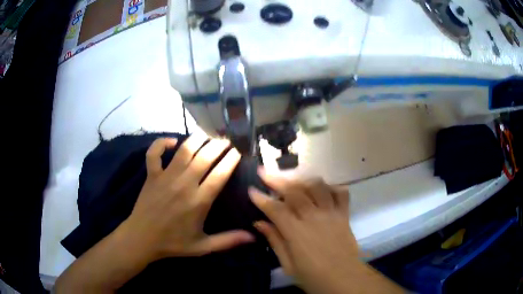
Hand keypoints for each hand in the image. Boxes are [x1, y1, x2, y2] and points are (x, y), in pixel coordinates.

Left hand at [124, 134, 254, 260]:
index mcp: (199, 201)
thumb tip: (254, 236)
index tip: (237, 152)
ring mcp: (166, 177)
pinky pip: (154, 153)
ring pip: (184, 150)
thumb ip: (228, 241)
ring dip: (197, 139)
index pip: (220, 174)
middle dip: (218, 145)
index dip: (230, 160)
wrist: (142, 239)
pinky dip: (162, 143)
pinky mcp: (151, 175)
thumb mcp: (203, 247)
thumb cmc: (173, 243)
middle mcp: (184, 184)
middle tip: (226, 140)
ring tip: (206, 135)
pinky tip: (172, 141)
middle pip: (205, 157)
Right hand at [249, 171, 357, 292]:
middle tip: (264, 173)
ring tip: (292, 179)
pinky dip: (331, 187)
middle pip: (294, 191)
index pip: (275, 209)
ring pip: (317, 186)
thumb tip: (259, 223)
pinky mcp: (344, 215)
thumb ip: (275, 241)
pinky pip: (341, 193)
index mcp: (297, 233)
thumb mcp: (288, 265)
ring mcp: (331, 213)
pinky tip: (322, 189)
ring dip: (302, 179)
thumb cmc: (313, 277)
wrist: (345, 279)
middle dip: (276, 179)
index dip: (261, 198)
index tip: (252, 190)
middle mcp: (313, 217)